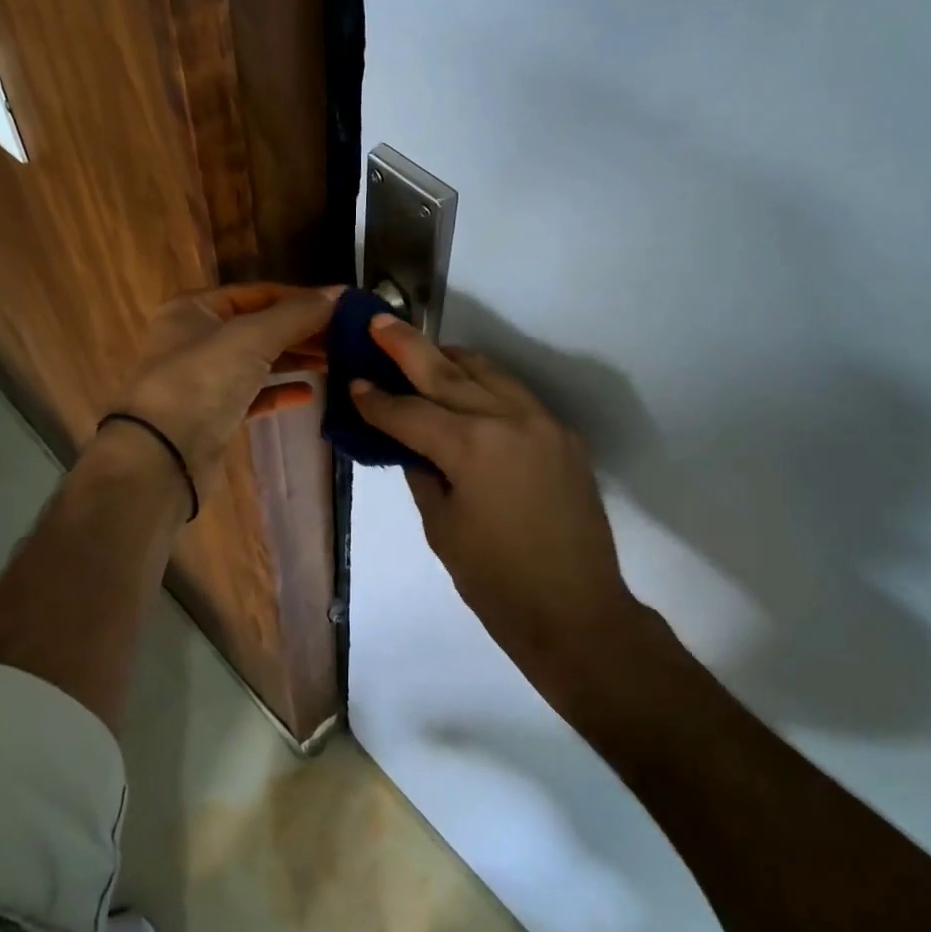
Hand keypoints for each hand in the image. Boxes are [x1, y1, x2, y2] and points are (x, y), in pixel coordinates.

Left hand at [113, 283, 340, 490]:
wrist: (161, 457)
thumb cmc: (201, 382)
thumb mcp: (251, 338)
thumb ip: (296, 315)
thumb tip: (339, 293)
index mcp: (196, 309)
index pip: (259, 293)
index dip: (301, 299)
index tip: (343, 308)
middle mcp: (197, 338)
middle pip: (261, 327)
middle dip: (303, 331)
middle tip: (348, 339)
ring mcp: (205, 379)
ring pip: (260, 361)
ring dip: (296, 359)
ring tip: (338, 362)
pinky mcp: (215, 415)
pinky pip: (254, 395)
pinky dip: (281, 392)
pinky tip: (310, 393)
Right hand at [351, 315, 643, 697]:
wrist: (576, 610)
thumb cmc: (497, 582)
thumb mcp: (442, 527)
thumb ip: (423, 474)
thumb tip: (412, 444)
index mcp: (471, 446)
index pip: (410, 412)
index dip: (377, 401)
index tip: (353, 384)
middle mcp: (509, 419)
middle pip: (448, 372)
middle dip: (408, 347)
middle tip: (377, 321)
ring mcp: (543, 422)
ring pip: (489, 372)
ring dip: (451, 359)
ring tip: (422, 351)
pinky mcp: (564, 435)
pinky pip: (516, 395)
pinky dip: (486, 384)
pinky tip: (468, 388)